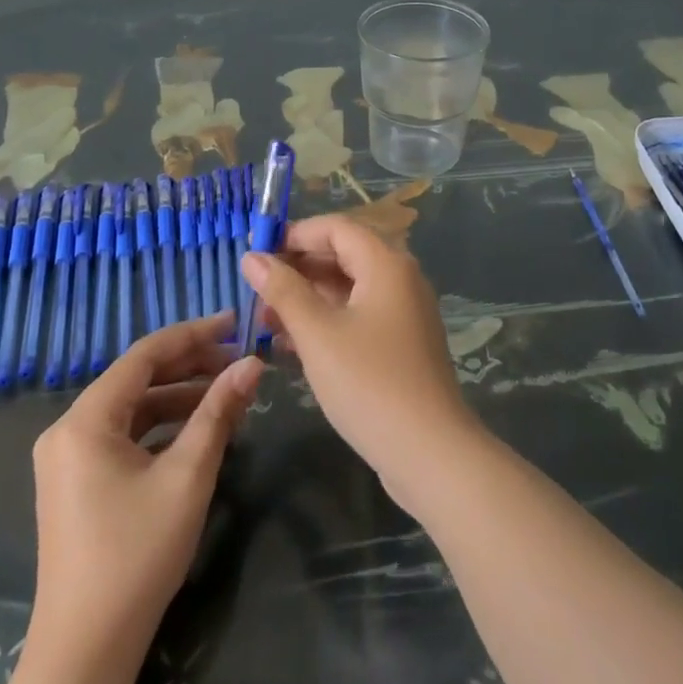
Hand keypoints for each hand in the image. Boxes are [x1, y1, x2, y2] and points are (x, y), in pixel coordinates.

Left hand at [28, 312, 263, 663]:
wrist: (86, 652)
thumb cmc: (137, 554)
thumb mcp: (187, 476)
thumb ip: (219, 412)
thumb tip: (252, 363)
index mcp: (85, 419)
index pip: (145, 355)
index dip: (192, 334)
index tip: (234, 322)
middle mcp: (69, 429)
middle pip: (136, 378)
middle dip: (189, 366)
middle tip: (238, 359)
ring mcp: (68, 459)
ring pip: (131, 408)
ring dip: (178, 397)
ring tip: (226, 393)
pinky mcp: (76, 483)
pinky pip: (123, 435)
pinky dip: (160, 427)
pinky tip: (196, 430)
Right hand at [242, 215, 479, 507]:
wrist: (431, 455)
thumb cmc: (369, 383)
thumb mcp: (317, 334)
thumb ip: (283, 290)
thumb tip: (251, 256)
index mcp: (386, 264)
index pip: (335, 228)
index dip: (294, 234)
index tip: (255, 253)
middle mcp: (399, 279)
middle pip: (342, 256)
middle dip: (297, 270)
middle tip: (254, 291)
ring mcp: (403, 313)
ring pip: (348, 290)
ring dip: (307, 300)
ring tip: (263, 321)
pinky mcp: (401, 345)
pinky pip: (357, 318)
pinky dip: (326, 323)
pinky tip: (290, 346)